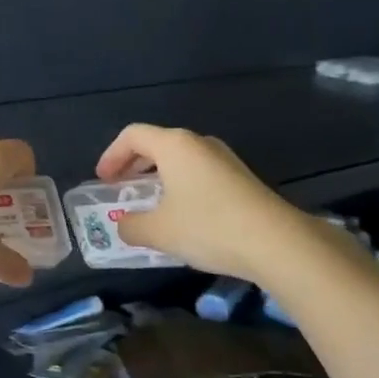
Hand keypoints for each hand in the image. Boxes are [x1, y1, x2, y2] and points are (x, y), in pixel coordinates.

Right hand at [94, 123, 302, 283]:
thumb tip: (123, 224)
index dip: (111, 155)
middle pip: (157, 144)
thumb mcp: (158, 231)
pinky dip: (180, 186)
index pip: (133, 135)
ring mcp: (224, 159)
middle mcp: (199, 143)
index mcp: (175, 145)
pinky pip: (199, 173)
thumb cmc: (207, 226)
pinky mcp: (241, 178)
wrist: (275, 242)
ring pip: (180, 159)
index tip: (103, 180)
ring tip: (149, 203)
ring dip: (158, 177)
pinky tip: (181, 215)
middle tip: (121, 188)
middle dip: (133, 164)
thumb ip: (131, 225)